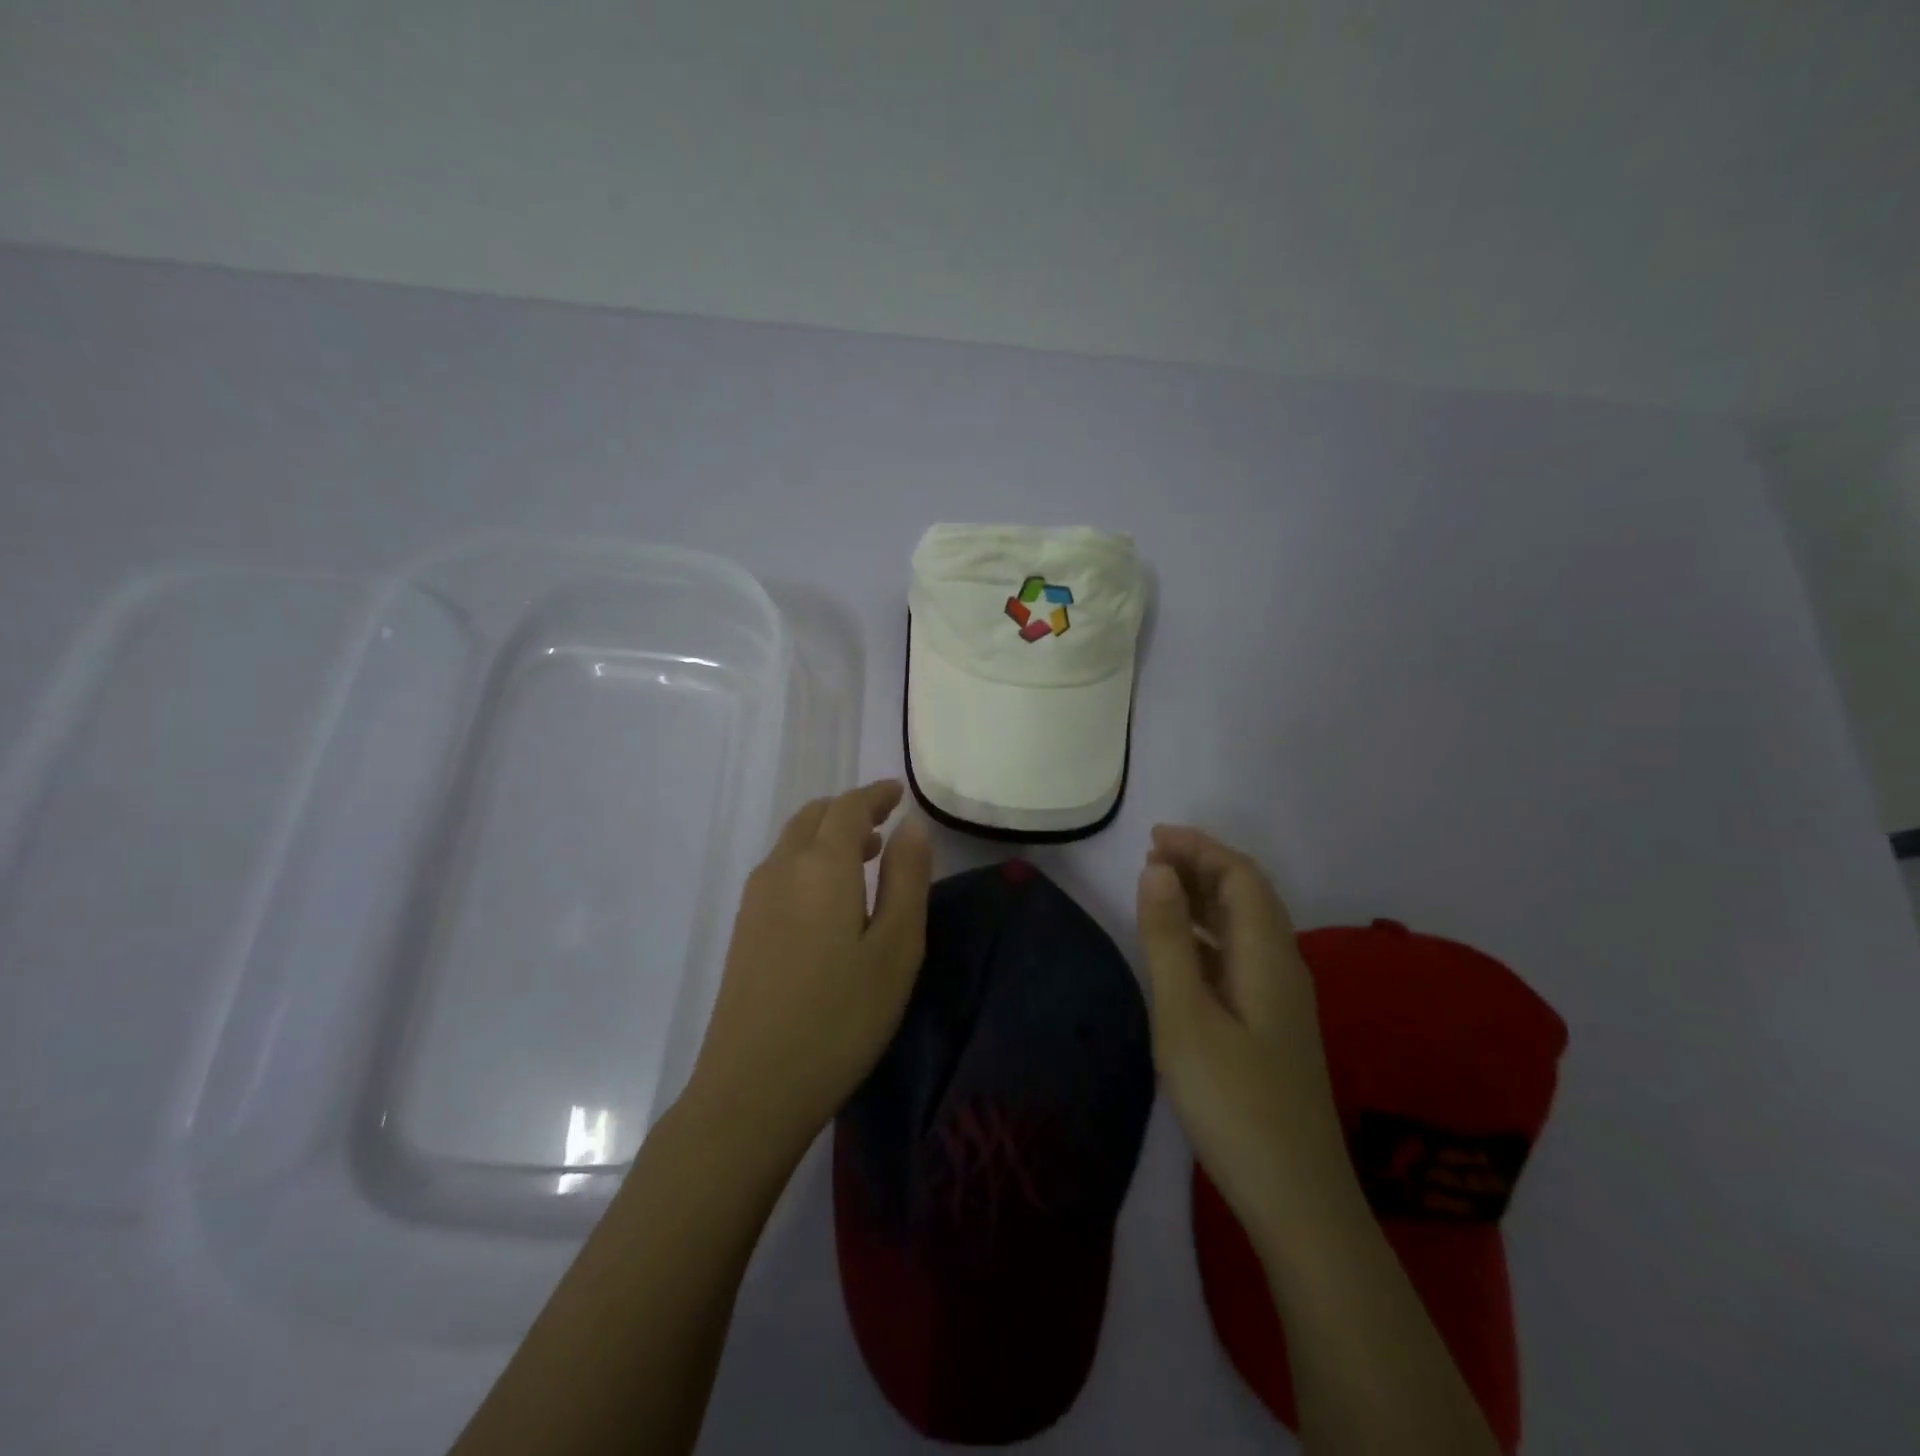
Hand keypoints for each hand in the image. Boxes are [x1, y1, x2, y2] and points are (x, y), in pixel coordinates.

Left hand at [686, 781, 931, 1159]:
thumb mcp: (895, 948)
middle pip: (813, 817)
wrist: (752, 1088)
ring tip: (865, 856)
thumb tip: (911, 827)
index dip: (874, 795)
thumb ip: (906, 879)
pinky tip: (829, 899)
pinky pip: (780, 870)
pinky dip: (809, 861)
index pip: (847, 807)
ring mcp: (755, 900)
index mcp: (821, 866)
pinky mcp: (744, 930)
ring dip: (828, 837)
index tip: (898, 794)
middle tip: (884, 824)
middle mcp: (781, 869)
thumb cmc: (840, 1017)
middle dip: (849, 812)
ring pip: (793, 843)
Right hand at [1136, 826, 1348, 1238]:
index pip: (1241, 876)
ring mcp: (1280, 998)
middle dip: (1202, 866)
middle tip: (1150, 857)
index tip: (1153, 837)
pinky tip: (1181, 951)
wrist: (1295, 1197)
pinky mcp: (1271, 1025)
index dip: (1200, 848)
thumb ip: (1169, 939)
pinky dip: (1208, 935)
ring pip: (1245, 927)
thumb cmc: (1233, 1100)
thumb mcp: (1185, 1015)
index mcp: (1268, 955)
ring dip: (1205, 899)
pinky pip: (1239, 956)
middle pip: (1248, 895)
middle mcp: (1283, 965)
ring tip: (1159, 891)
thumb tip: (1157, 870)